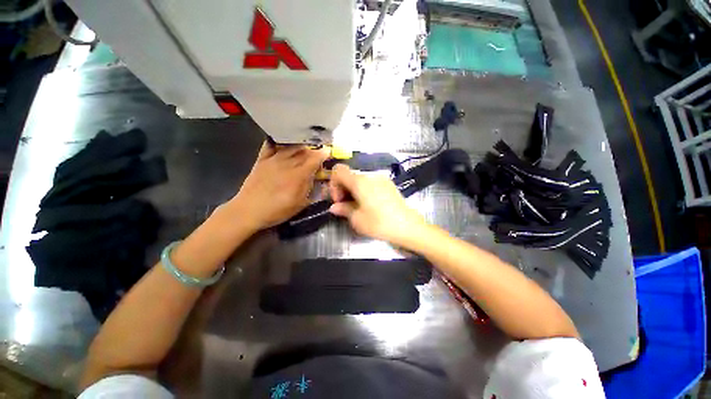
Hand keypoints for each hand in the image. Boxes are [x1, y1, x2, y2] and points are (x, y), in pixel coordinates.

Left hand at [228, 142, 327, 231]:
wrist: (248, 211)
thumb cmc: (277, 210)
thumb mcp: (300, 204)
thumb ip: (310, 189)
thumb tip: (318, 179)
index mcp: (298, 175)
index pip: (314, 159)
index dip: (322, 155)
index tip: (327, 152)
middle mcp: (287, 163)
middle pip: (303, 151)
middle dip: (313, 150)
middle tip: (317, 152)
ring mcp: (273, 160)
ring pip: (290, 147)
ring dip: (300, 145)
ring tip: (305, 146)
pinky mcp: (261, 160)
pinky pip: (270, 145)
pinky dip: (279, 142)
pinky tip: (284, 142)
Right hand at [328, 164, 426, 245]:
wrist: (407, 226)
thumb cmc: (379, 223)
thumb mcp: (357, 219)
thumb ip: (343, 209)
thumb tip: (334, 207)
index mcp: (359, 182)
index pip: (338, 171)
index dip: (333, 184)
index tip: (338, 199)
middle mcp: (370, 175)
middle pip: (349, 175)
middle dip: (343, 189)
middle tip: (345, 206)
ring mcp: (381, 178)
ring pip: (360, 179)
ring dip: (353, 190)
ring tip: (357, 206)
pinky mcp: (388, 184)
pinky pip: (370, 182)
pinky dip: (364, 190)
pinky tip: (369, 204)